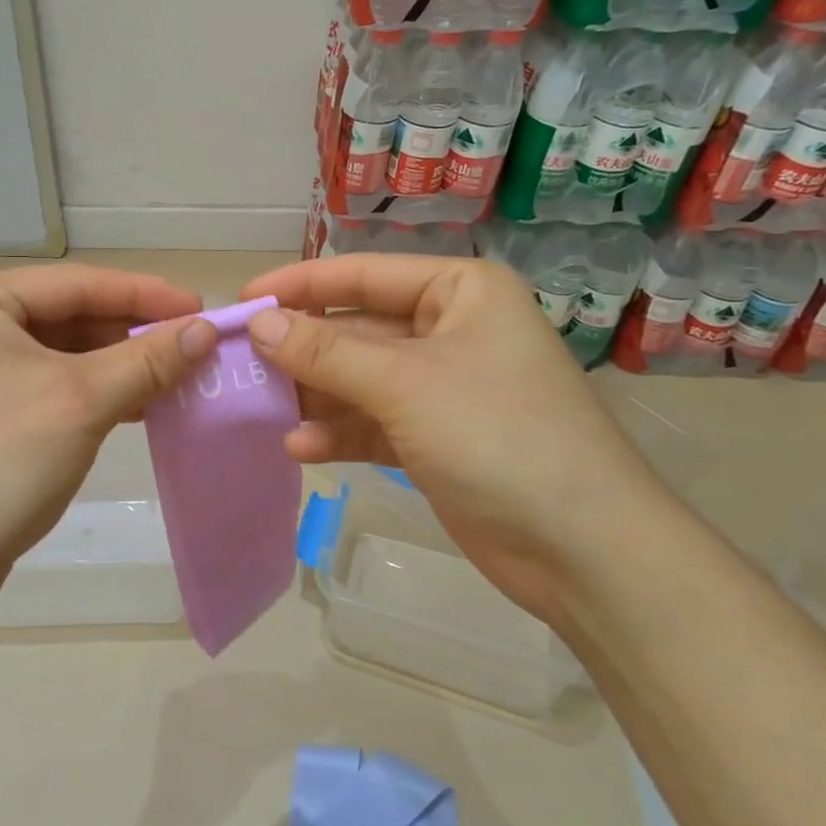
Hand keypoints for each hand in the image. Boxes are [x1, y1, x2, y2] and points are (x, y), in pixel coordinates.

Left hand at [0, 264, 218, 613]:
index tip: (202, 308)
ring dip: (119, 366)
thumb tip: (206, 331)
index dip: (145, 294)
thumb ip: (147, 359)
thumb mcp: (82, 401)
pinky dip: (94, 393)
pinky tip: (137, 406)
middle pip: (69, 316)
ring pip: (62, 354)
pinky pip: (49, 386)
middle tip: (194, 346)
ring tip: (176, 377)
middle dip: (132, 333)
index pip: (77, 283)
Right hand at [241, 254, 674, 618]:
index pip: (362, 274)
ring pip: (359, 379)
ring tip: (263, 410)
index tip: (242, 299)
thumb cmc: (497, 436)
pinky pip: (373, 422)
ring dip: (315, 396)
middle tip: (241, 364)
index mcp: (459, 292)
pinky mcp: (436, 438)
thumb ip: (325, 351)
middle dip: (302, 350)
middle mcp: (451, 330)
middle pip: (357, 329)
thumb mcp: (402, 383)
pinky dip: (339, 433)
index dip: (299, 285)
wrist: (584, 551)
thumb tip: (258, 322)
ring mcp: (443, 387)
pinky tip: (302, 449)